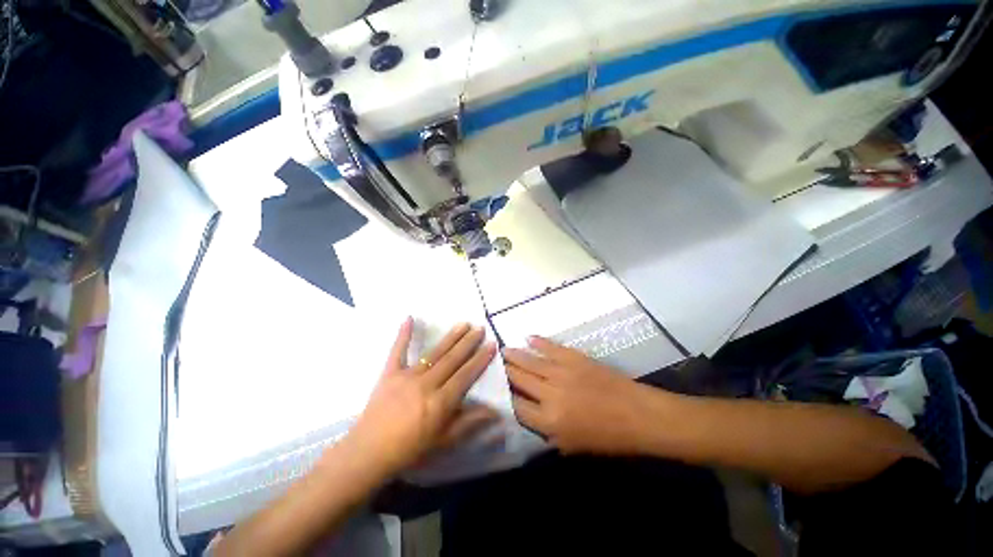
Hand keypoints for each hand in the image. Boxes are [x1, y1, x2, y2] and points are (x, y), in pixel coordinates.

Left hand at [344, 319, 499, 477]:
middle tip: (480, 328)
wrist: (369, 453)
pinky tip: (409, 317)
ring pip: (434, 352)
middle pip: (452, 359)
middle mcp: (427, 384)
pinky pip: (397, 350)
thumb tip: (496, 412)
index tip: (491, 344)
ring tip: (463, 323)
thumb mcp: (444, 441)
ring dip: (450, 337)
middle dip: (468, 342)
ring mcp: (407, 376)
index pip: (466, 375)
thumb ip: (470, 423)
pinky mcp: (389, 373)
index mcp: (441, 402)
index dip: (480, 359)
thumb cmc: (410, 450)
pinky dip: (403, 334)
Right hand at [504, 336, 659, 455]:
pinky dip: (538, 342)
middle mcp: (550, 394)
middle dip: (505, 372)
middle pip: (519, 379)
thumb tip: (528, 414)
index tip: (497, 390)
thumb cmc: (607, 437)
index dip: (504, 397)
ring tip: (503, 350)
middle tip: (495, 364)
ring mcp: (562, 372)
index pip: (517, 406)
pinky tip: (528, 338)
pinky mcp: (574, 358)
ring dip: (515, 355)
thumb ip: (546, 431)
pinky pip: (551, 347)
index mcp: (549, 420)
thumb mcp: (572, 446)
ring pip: (530, 361)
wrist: (638, 414)